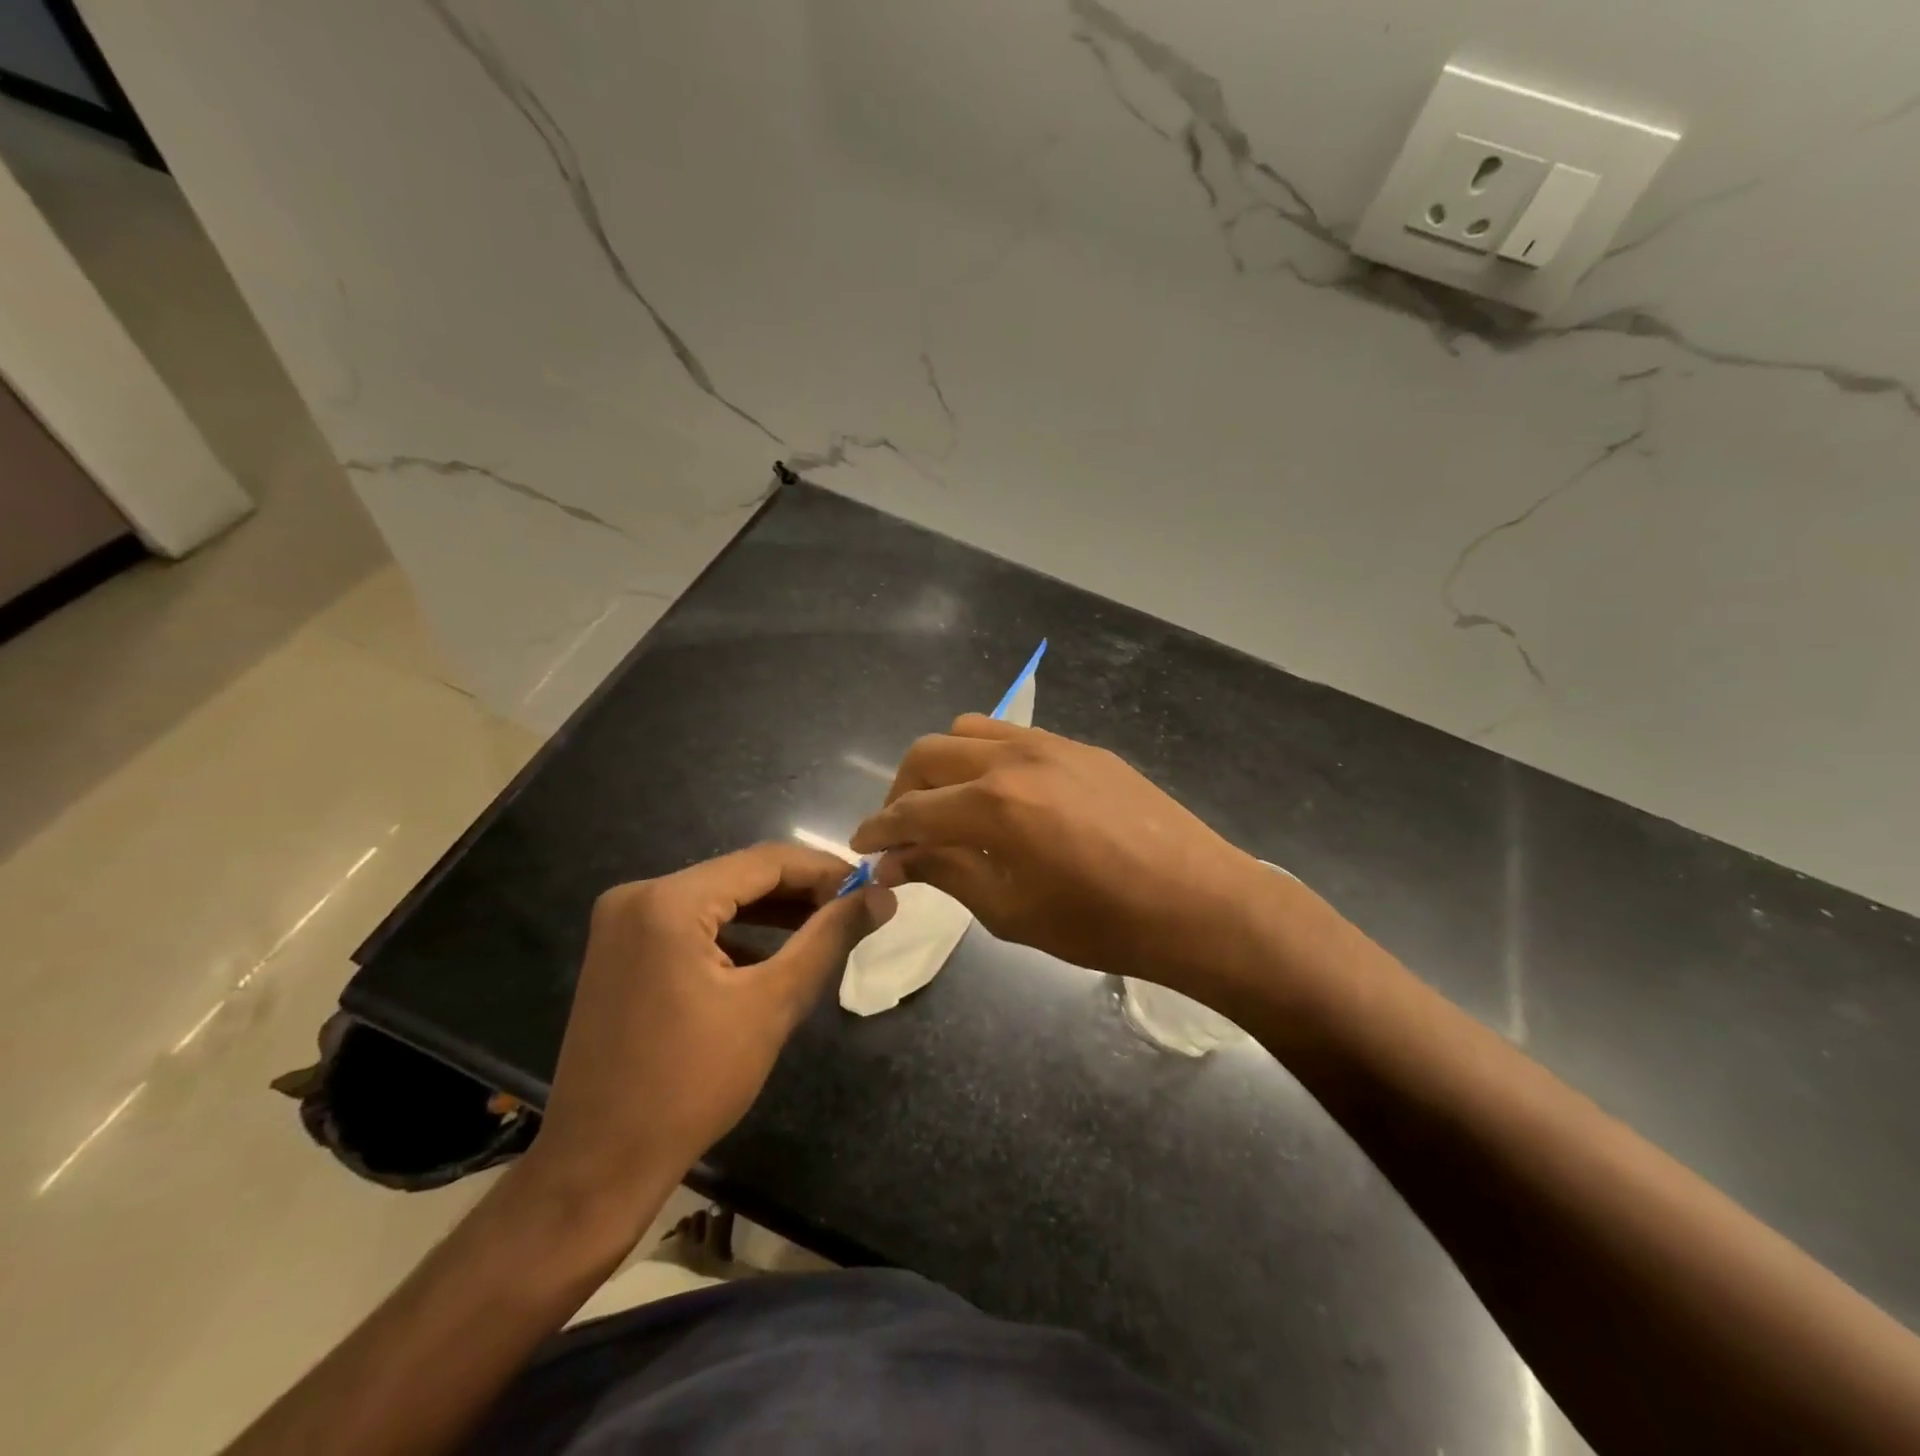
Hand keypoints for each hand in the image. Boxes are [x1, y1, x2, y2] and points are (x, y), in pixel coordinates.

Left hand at [521, 843, 892, 1235]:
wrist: (600, 1164)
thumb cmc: (692, 1084)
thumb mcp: (772, 1004)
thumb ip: (829, 939)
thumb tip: (882, 896)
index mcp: (668, 901)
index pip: (764, 862)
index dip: (824, 870)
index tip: (870, 885)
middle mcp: (638, 896)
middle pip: (738, 876)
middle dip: (800, 891)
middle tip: (854, 907)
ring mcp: (622, 923)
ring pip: (717, 899)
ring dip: (771, 911)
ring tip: (826, 925)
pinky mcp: (621, 950)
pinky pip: (691, 923)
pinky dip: (736, 932)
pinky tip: (775, 951)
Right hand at [849, 716, 1282, 1000]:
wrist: (1198, 902)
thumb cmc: (1101, 923)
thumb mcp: (1012, 911)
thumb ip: (948, 873)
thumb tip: (900, 859)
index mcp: (993, 805)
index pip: (912, 810)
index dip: (878, 831)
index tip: (862, 847)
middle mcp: (1014, 758)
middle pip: (928, 754)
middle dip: (901, 791)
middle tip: (902, 830)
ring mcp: (1051, 744)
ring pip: (968, 731)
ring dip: (941, 765)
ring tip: (947, 805)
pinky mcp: (1081, 746)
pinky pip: (1012, 736)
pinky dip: (984, 757)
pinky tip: (1001, 795)